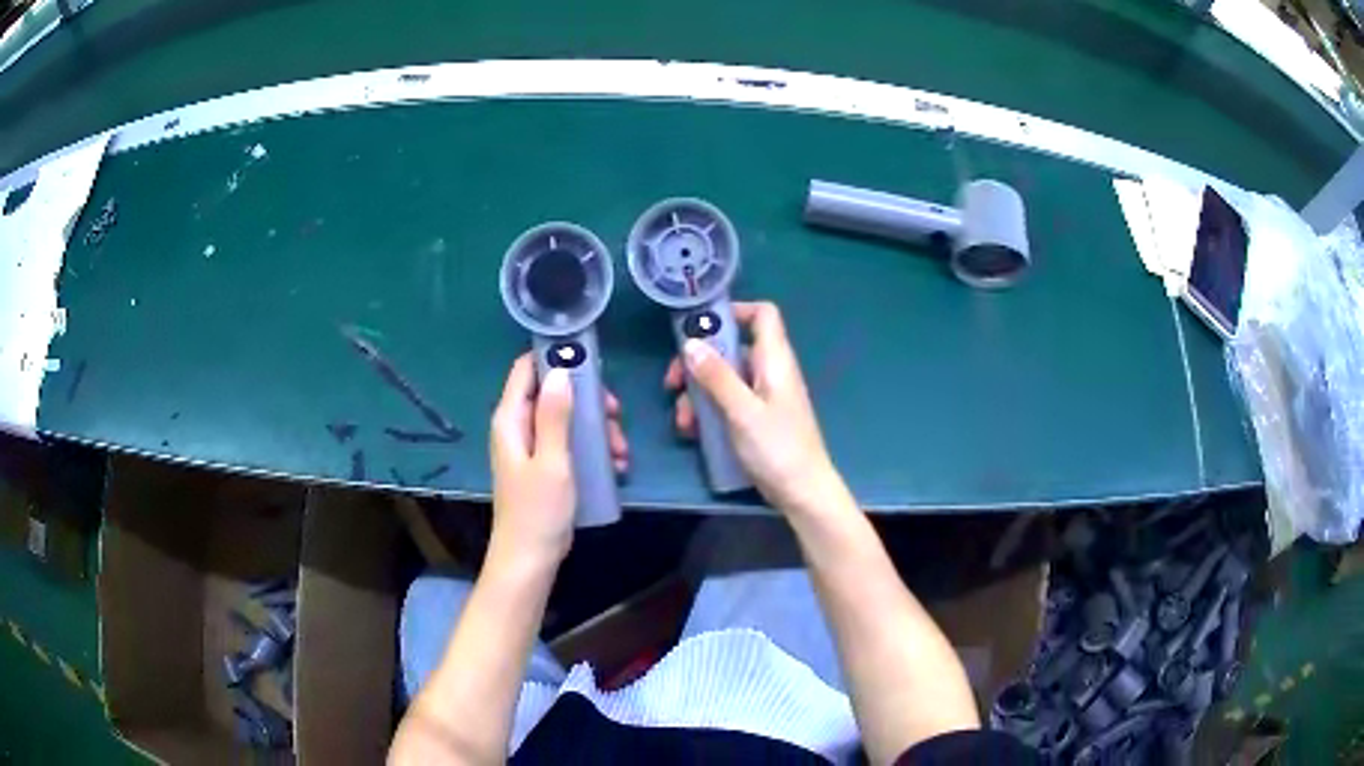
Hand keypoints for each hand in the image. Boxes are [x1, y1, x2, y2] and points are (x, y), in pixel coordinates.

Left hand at [490, 354, 627, 564]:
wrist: (529, 558)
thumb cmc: (538, 510)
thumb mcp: (552, 460)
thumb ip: (555, 416)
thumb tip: (560, 370)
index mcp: (511, 419)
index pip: (525, 369)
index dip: (554, 357)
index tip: (591, 363)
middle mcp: (517, 427)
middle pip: (552, 393)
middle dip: (588, 400)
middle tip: (615, 415)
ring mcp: (531, 447)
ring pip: (566, 419)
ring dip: (596, 429)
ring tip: (620, 451)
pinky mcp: (544, 465)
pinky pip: (569, 443)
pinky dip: (591, 449)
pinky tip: (614, 466)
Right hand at [666, 301, 845, 516]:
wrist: (804, 493)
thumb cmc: (778, 448)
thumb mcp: (742, 411)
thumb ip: (717, 377)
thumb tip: (691, 342)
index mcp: (775, 361)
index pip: (763, 314)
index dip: (734, 311)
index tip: (699, 326)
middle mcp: (770, 372)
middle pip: (731, 348)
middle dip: (699, 362)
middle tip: (673, 382)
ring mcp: (763, 397)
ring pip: (724, 379)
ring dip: (698, 394)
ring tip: (683, 420)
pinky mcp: (757, 419)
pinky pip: (728, 403)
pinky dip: (709, 412)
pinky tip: (693, 432)